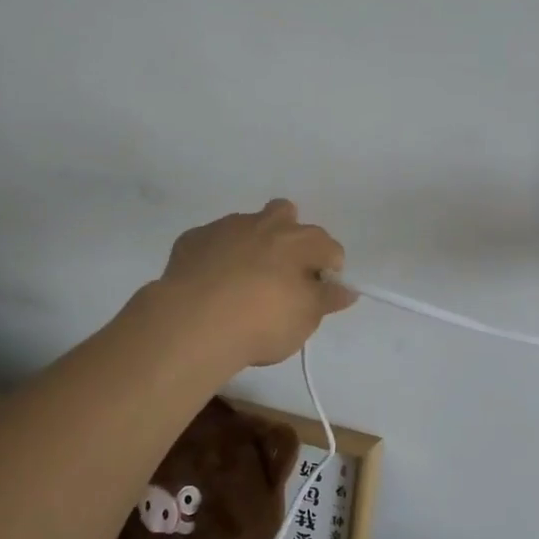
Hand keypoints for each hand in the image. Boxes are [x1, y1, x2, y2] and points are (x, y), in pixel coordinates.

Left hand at [157, 200, 354, 368]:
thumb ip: (327, 300)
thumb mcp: (305, 319)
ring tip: (240, 282)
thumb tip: (346, 289)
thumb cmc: (262, 322)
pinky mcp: (192, 239)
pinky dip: (216, 257)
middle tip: (281, 274)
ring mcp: (225, 228)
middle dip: (289, 236)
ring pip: (246, 226)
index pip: (328, 247)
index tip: (318, 295)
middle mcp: (265, 224)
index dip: (328, 271)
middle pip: (285, 214)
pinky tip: (209, 285)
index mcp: (300, 240)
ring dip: (250, 245)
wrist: (193, 324)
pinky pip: (212, 242)